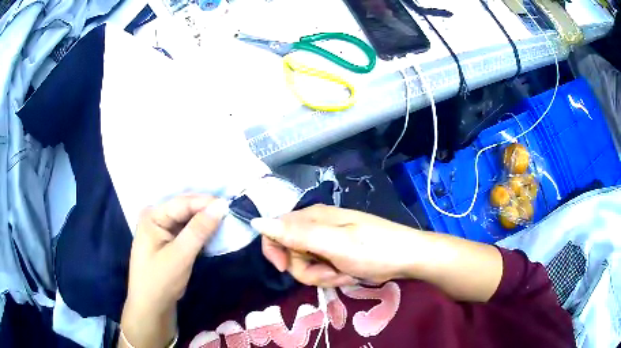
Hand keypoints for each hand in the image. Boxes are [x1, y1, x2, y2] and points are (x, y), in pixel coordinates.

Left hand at [120, 194, 228, 347]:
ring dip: (205, 222)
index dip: (206, 203)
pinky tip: (213, 233)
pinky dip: (200, 233)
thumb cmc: (160, 281)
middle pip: (184, 209)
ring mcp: (161, 230)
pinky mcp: (168, 242)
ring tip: (226, 221)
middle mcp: (156, 217)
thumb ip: (199, 230)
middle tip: (230, 213)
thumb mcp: (180, 255)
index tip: (230, 205)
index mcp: (152, 216)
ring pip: (187, 220)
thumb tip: (221, 205)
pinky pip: (187, 231)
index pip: (182, 203)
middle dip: (206, 211)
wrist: (152, 307)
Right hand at [252, 204, 420, 286]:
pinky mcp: (336, 254)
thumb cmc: (373, 248)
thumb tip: (257, 222)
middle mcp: (316, 227)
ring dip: (323, 276)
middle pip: (290, 253)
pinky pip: (321, 270)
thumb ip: (296, 234)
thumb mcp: (333, 243)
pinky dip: (333, 276)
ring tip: (344, 273)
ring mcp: (327, 242)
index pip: (275, 230)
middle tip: (330, 271)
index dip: (275, 251)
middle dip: (308, 269)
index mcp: (312, 217)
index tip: (285, 268)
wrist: (406, 258)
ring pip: (306, 265)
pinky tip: (349, 275)